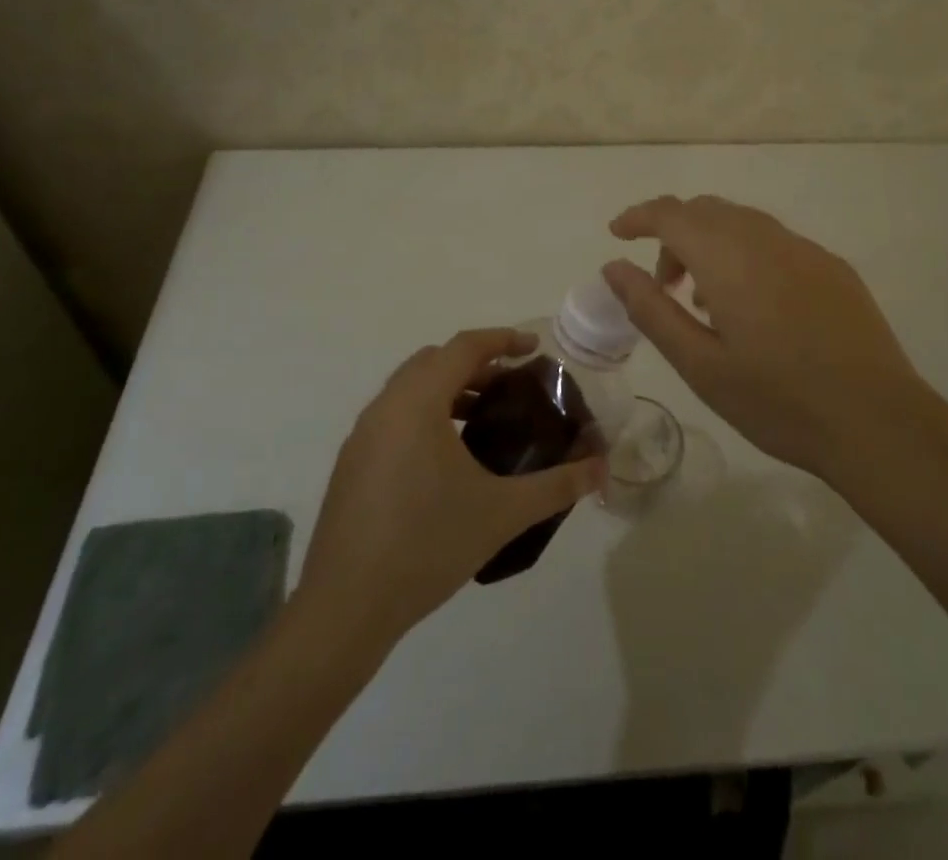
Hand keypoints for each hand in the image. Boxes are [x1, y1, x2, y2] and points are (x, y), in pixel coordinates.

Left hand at [297, 328, 606, 647]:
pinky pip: (394, 416)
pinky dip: (426, 414)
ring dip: (449, 389)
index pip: (464, 347)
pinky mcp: (352, 463)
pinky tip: (448, 458)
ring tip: (485, 419)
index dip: (502, 339)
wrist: (345, 608)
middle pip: (434, 361)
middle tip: (512, 385)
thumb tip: (602, 468)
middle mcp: (385, 406)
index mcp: (417, 402)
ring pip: (410, 389)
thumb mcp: (502, 512)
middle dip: (476, 364)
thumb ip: (557, 485)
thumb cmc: (427, 545)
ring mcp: (362, 435)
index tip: (534, 348)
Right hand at [602, 195, 933, 480]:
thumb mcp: (700, 364)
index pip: (671, 213)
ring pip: (742, 222)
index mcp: (728, 257)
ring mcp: (805, 249)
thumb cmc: (778, 400)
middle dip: (673, 234)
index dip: (639, 216)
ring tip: (705, 301)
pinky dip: (746, 255)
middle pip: (706, 210)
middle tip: (663, 285)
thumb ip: (651, 309)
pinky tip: (755, 306)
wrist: (878, 422)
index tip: (617, 233)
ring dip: (710, 244)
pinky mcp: (833, 267)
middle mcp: (766, 238)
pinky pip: (774, 242)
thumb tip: (614, 267)